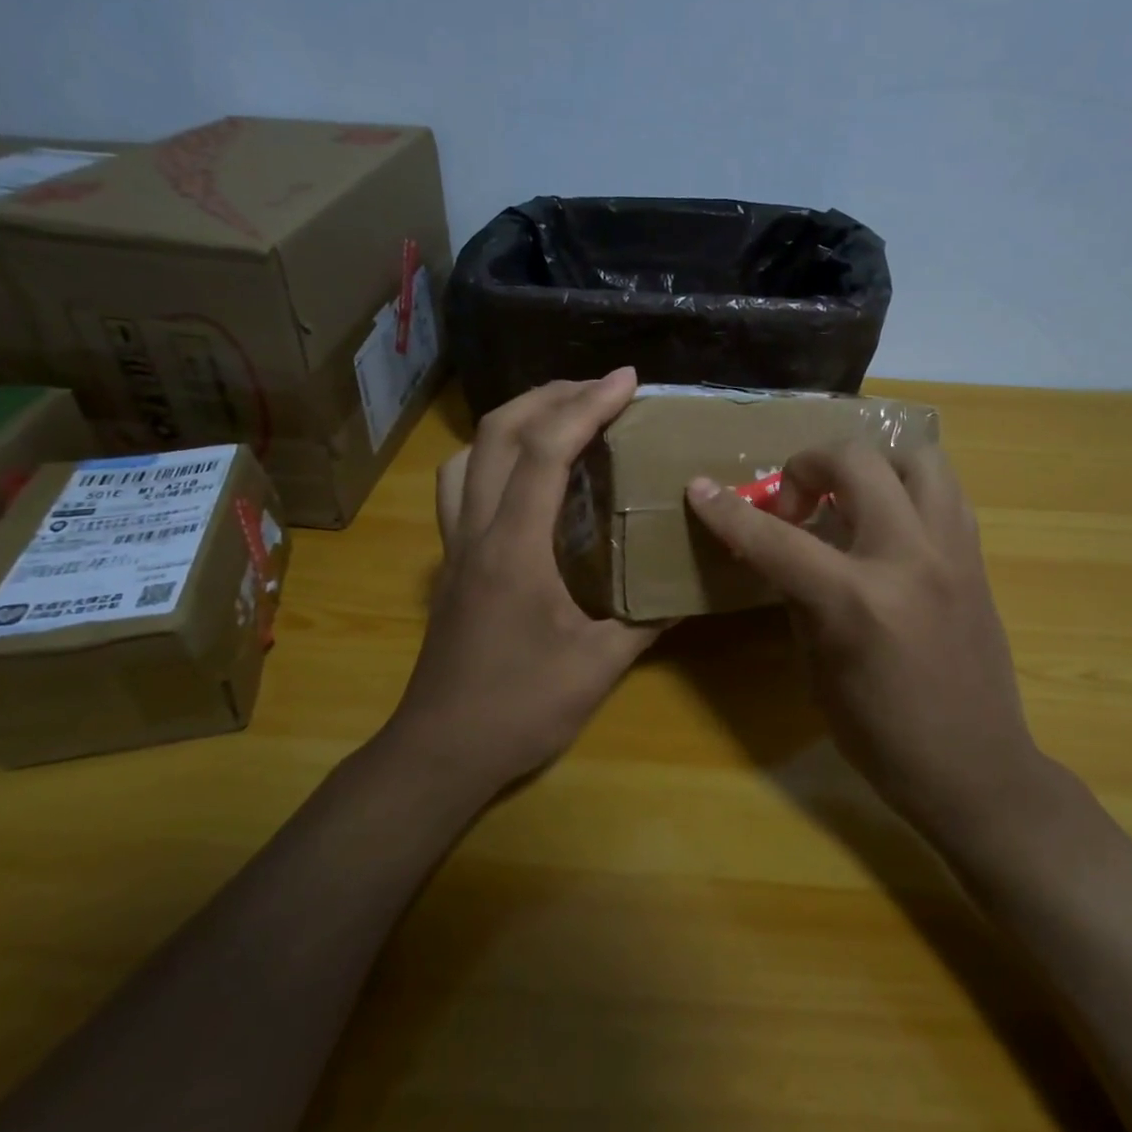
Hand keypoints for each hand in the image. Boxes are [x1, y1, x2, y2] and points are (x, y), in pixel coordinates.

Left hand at [389, 370, 659, 796]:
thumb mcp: (599, 667)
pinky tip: (522, 474)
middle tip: (599, 388)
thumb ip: (647, 620)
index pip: (546, 453)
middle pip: (497, 433)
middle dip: (550, 395)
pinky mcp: (451, 562)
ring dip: (513, 420)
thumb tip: (689, 589)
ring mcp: (456, 545)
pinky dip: (491, 458)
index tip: (626, 380)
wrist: (442, 751)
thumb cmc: (520, 709)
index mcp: (515, 548)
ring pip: (468, 454)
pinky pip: (461, 486)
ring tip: (559, 416)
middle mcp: (477, 531)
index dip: (586, 406)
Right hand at [686, 442, 1050, 847]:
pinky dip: (908, 490)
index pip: (777, 539)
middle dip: (807, 465)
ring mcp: (952, 552)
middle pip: (855, 462)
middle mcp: (909, 559)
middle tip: (795, 505)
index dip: (729, 512)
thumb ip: (798, 598)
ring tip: (850, 499)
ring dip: (872, 466)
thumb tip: (784, 553)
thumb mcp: (817, 669)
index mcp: (856, 601)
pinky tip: (890, 523)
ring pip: (917, 457)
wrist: (975, 767)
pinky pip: (945, 492)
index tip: (700, 489)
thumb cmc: (881, 735)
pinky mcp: (977, 558)